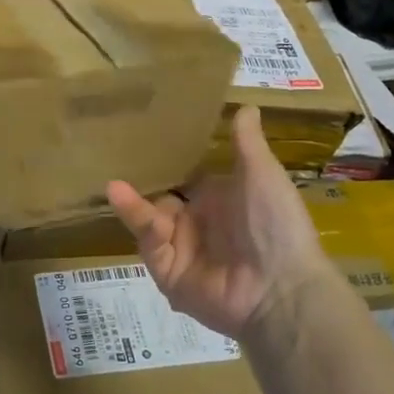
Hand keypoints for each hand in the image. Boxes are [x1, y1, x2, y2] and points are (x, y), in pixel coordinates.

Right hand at [107, 105, 329, 339]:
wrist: (283, 289)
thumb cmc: (277, 224)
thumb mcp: (263, 175)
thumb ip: (247, 142)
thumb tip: (247, 104)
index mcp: (219, 200)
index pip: (184, 177)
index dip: (165, 159)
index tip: (140, 132)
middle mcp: (197, 224)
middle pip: (159, 199)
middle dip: (139, 182)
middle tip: (110, 156)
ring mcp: (181, 250)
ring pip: (147, 221)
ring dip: (131, 203)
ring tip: (112, 184)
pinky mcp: (168, 273)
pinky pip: (149, 246)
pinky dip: (139, 224)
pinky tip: (124, 200)